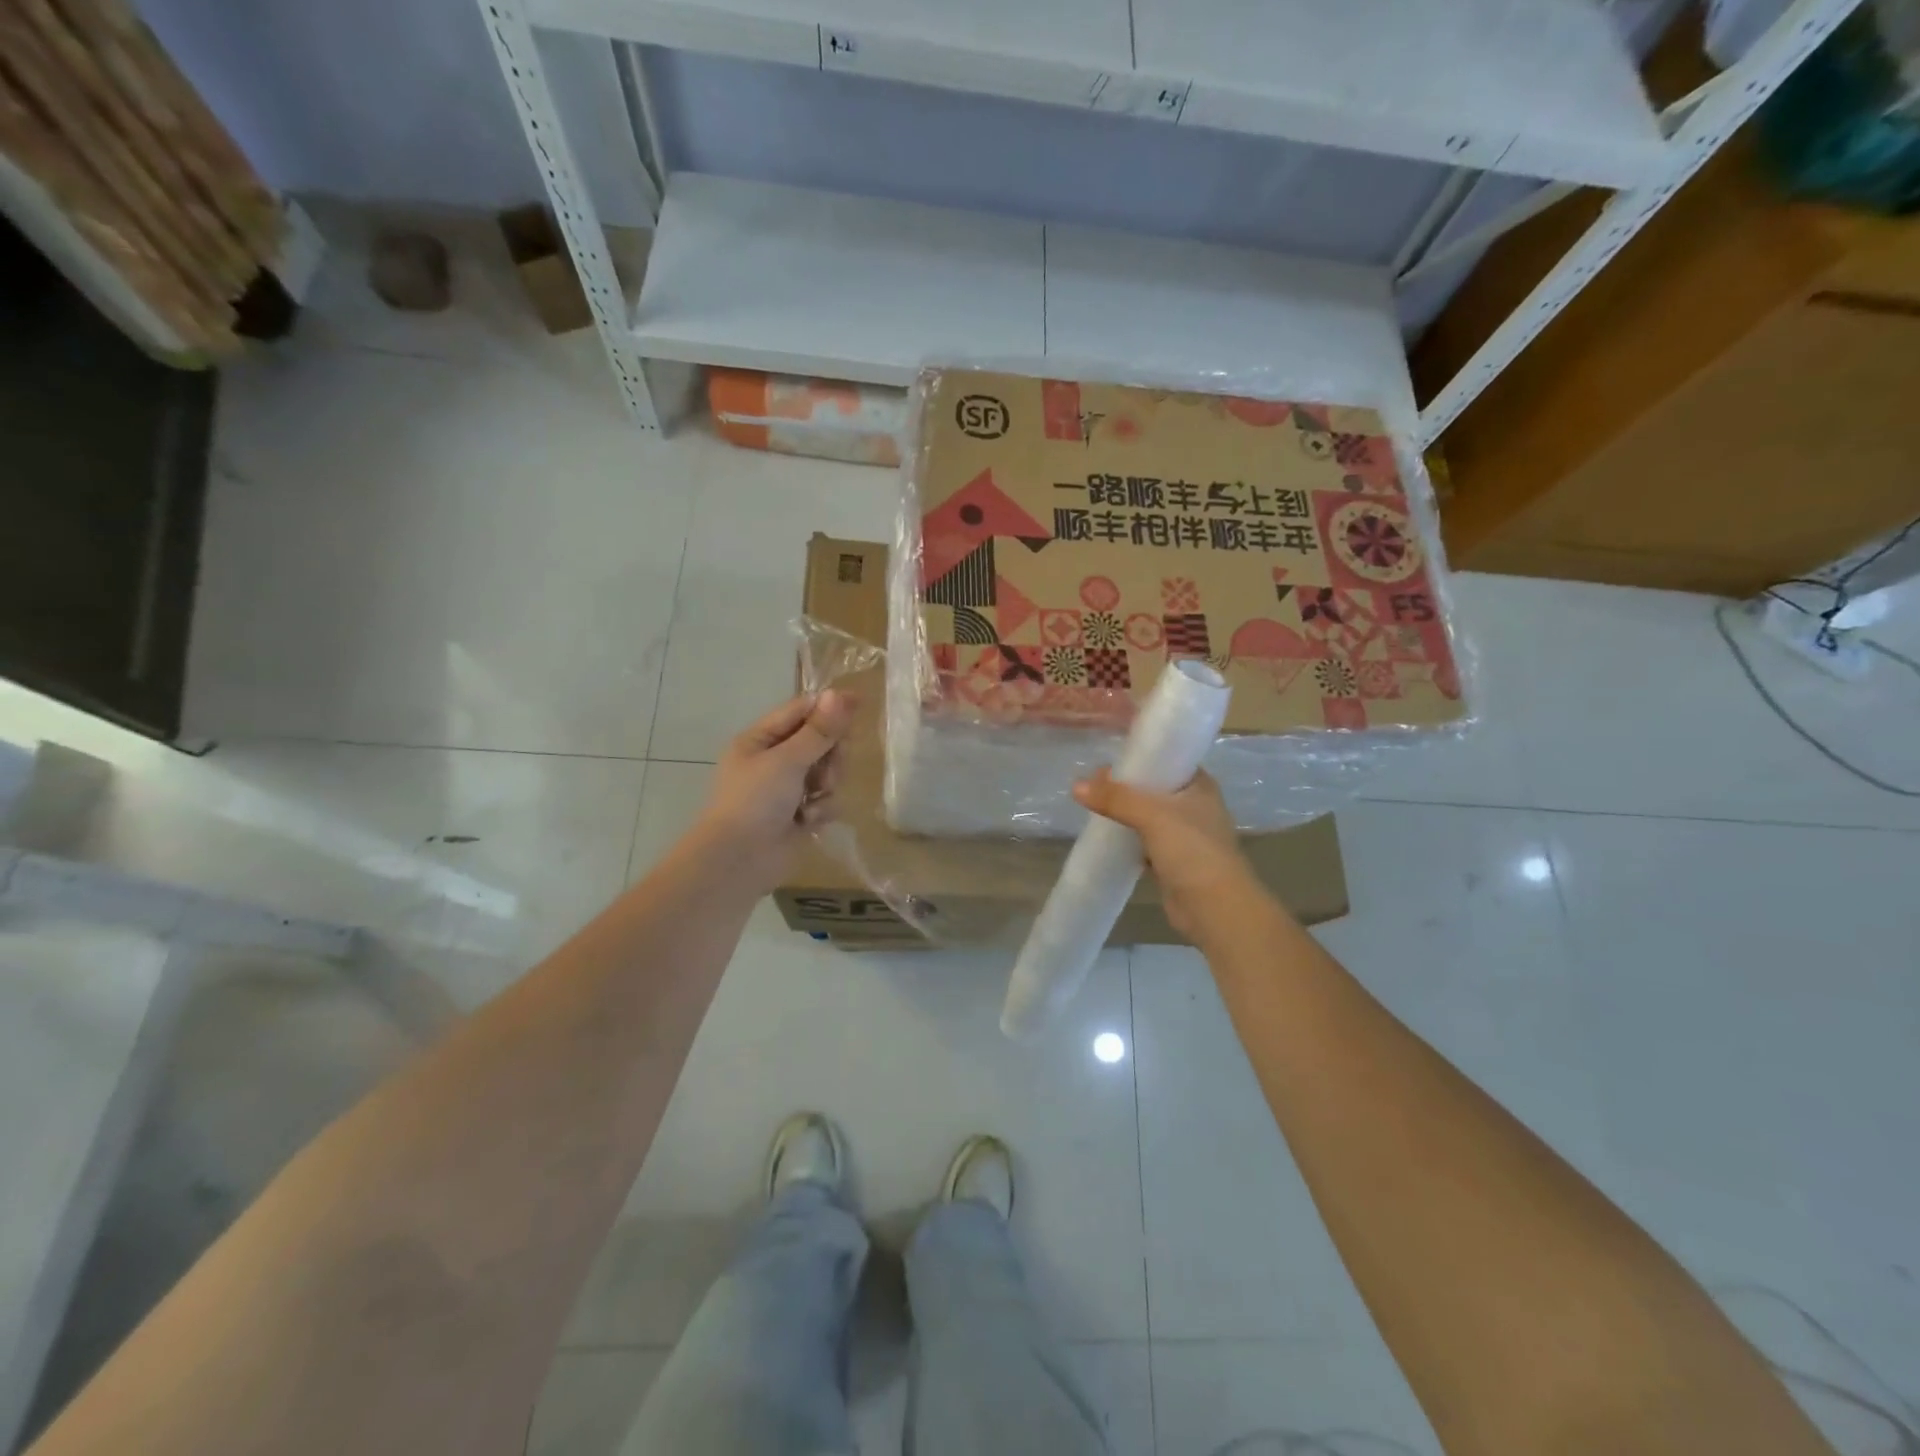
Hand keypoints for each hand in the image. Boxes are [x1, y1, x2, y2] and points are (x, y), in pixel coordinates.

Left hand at [695, 692, 854, 891]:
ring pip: (827, 772)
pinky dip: (821, 809)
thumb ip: (819, 730)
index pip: (800, 712)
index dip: (828, 707)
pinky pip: (826, 800)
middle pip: (819, 742)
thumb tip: (840, 694)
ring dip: (827, 784)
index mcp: (760, 740)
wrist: (739, 860)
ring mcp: (787, 790)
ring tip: (814, 800)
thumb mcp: (787, 760)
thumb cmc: (755, 801)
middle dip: (830, 754)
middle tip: (832, 764)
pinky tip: (809, 821)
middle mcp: (773, 761)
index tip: (858, 703)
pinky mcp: (800, 815)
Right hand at [1072, 768, 1253, 940]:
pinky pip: (1143, 842)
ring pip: (1146, 816)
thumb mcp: (1152, 815)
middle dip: (1124, 787)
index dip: (1138, 758)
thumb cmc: (1192, 849)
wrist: (1215, 907)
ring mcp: (1183, 835)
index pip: (1167, 760)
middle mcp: (1194, 806)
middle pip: (1153, 789)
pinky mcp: (1171, 861)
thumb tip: (1076, 785)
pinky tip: (1103, 834)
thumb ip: (1115, 799)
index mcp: (1199, 786)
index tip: (1107, 760)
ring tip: (1091, 805)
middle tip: (1091, 784)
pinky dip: (1126, 838)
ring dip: (1123, 813)